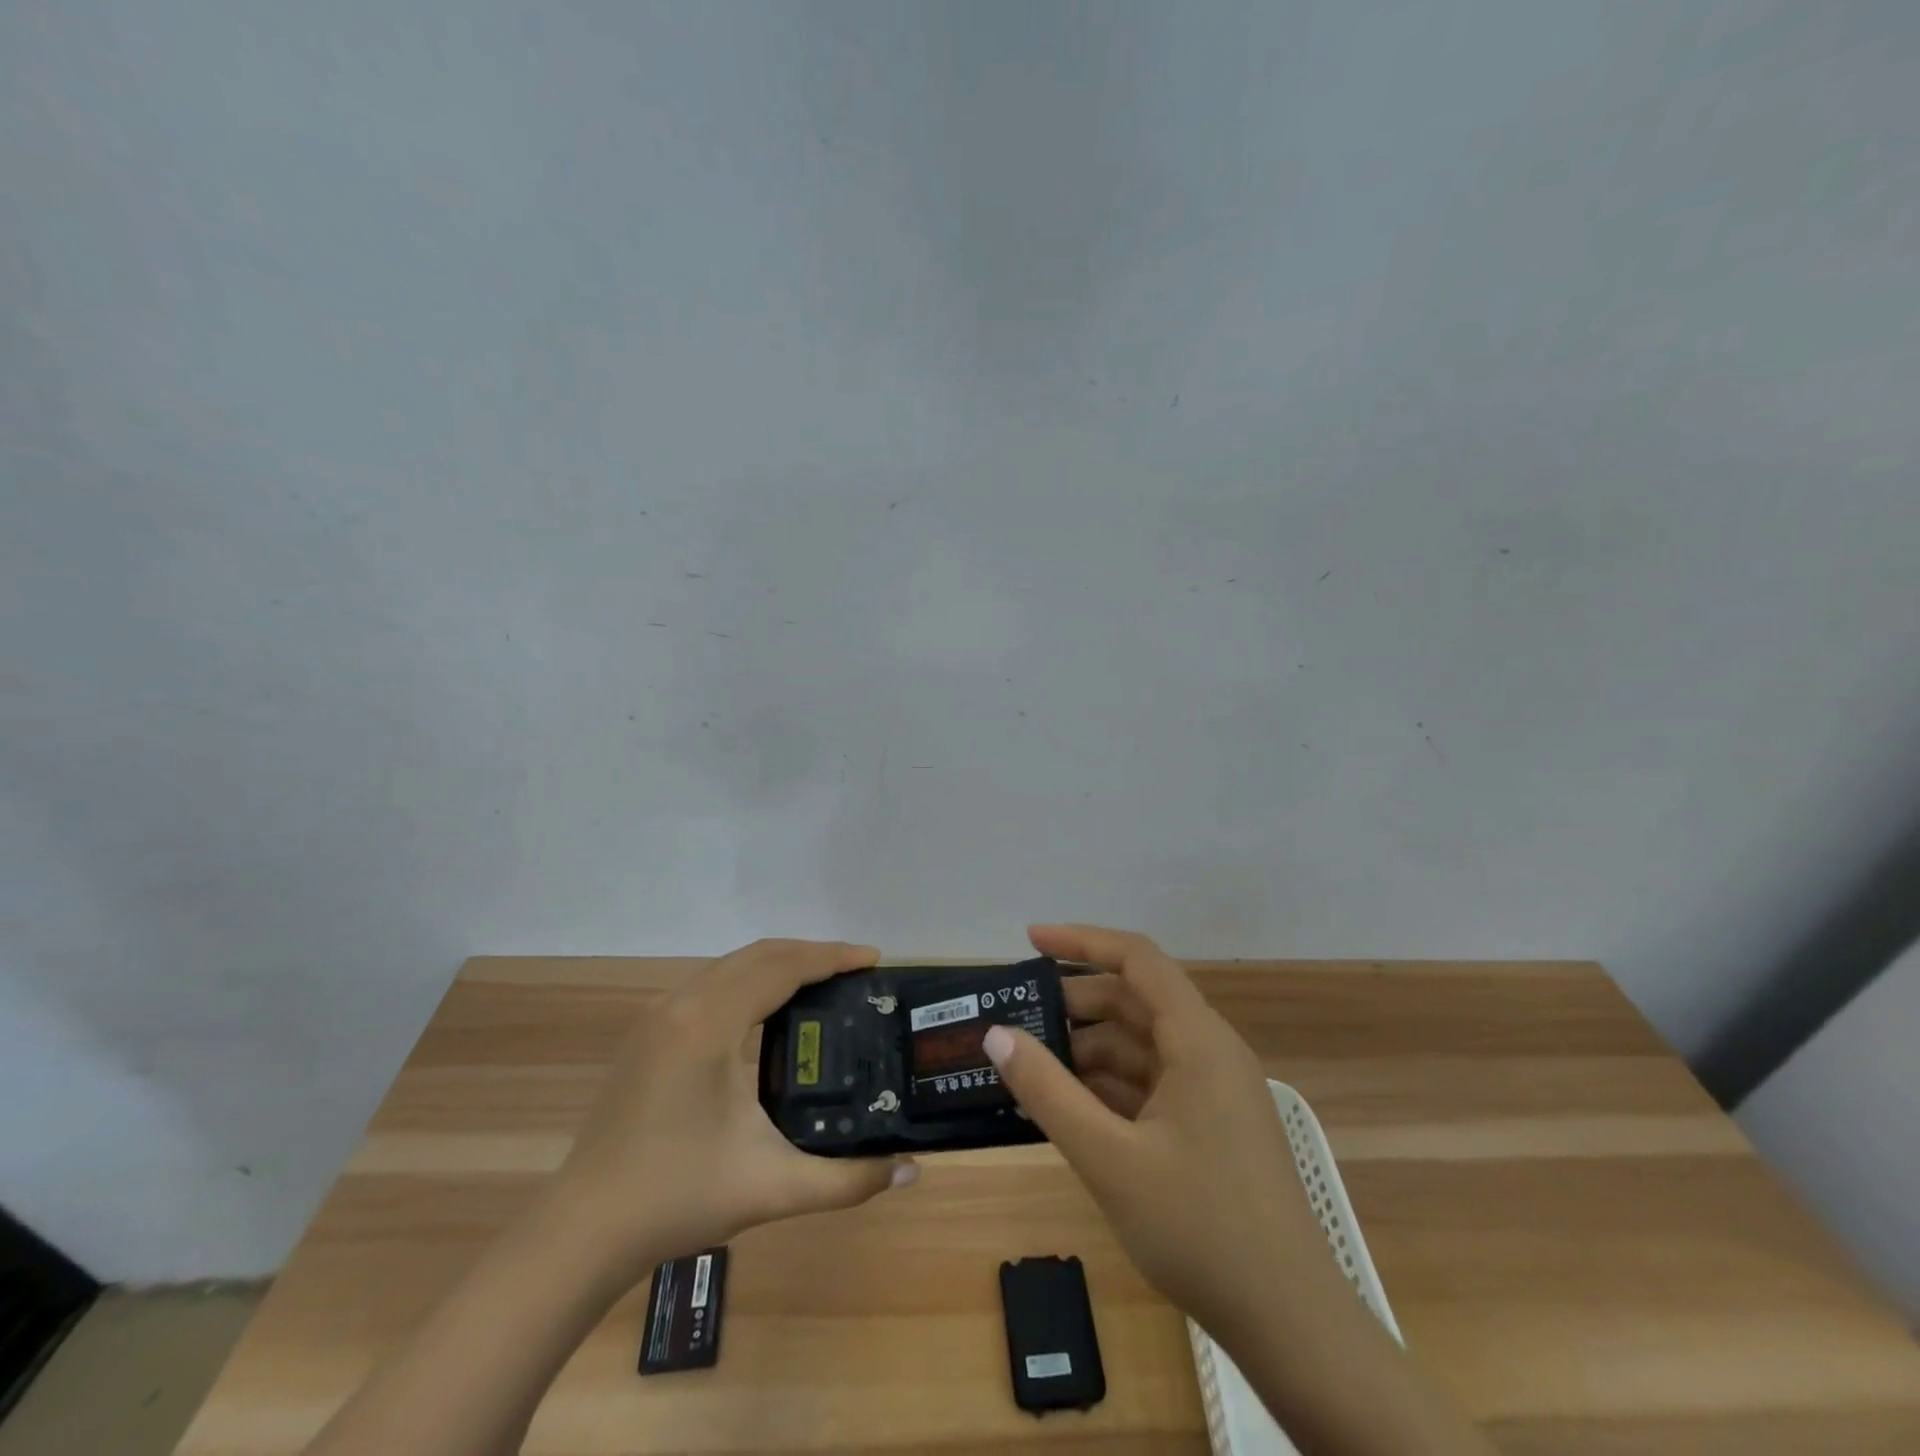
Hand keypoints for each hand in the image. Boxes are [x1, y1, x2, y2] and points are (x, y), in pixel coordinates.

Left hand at [554, 939, 917, 1280]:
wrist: (582, 1231)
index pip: (783, 967)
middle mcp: (683, 1004)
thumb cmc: (677, 1198)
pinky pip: (712, 984)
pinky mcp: (649, 1034)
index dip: (831, 957)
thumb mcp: (773, 1188)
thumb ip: (848, 1180)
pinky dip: (751, 981)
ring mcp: (659, 1016)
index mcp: (711, 1023)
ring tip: (823, 984)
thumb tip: (912, 1172)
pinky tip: (770, 1013)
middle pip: (759, 954)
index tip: (873, 960)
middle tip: (856, 970)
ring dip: (779, 964)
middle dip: (811, 953)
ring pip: (731, 965)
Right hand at [983, 924, 1324, 1340]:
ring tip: (1030, 1065)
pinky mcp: (1209, 1125)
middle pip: (1134, 1001)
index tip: (1030, 941)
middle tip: (1017, 1017)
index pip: (1137, 959)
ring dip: (1087, 1050)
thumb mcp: (1109, 1158)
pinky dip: (1108, 1086)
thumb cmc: (1201, 1228)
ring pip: (1140, 1045)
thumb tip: (997, 1034)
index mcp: (1197, 1039)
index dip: (1082, 941)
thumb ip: (1048, 1091)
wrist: (1291, 1324)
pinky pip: (1150, 1084)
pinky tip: (1068, 1105)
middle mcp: (1208, 1051)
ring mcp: (1211, 1090)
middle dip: (1075, 1003)